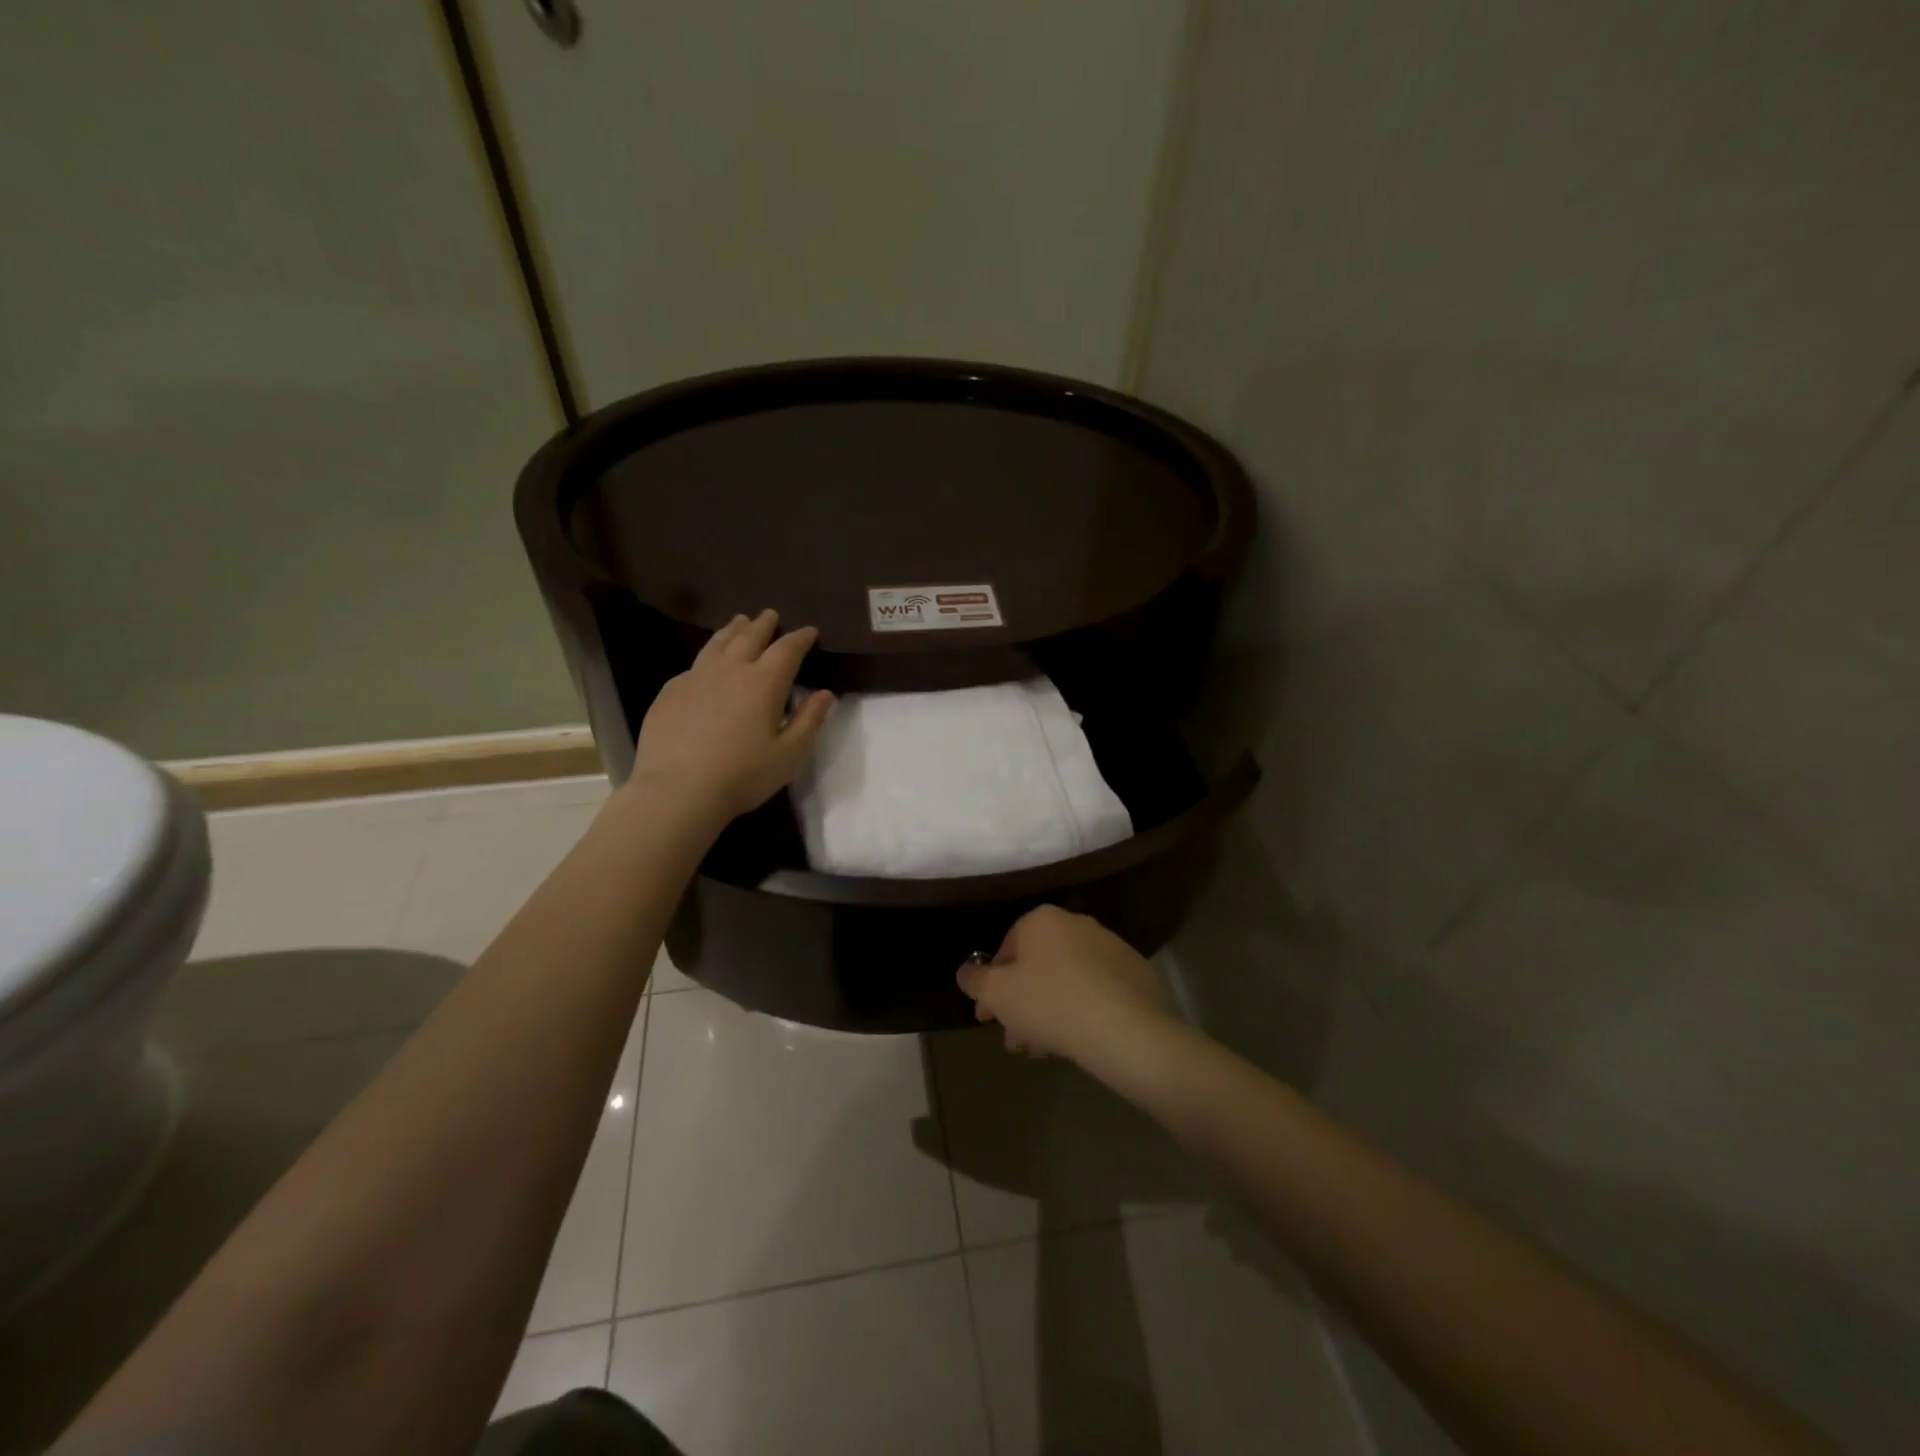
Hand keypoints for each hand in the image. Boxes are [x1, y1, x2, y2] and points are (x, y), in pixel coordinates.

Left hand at [627, 609, 833, 822]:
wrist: (678, 790)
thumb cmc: (742, 775)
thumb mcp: (788, 755)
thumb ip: (809, 721)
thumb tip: (826, 694)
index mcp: (763, 683)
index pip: (787, 649)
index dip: (800, 638)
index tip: (809, 631)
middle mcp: (730, 670)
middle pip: (749, 637)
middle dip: (763, 624)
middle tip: (770, 615)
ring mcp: (695, 678)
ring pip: (717, 644)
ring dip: (733, 630)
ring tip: (739, 622)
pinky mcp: (670, 692)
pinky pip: (694, 665)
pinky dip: (708, 657)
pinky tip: (706, 664)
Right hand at [956, 906, 1175, 1069]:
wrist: (1127, 1030)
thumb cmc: (1052, 1004)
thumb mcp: (997, 994)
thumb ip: (975, 980)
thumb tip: (966, 972)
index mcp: (1043, 919)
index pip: (1006, 948)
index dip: (992, 986)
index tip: (988, 1017)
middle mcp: (1077, 923)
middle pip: (1038, 966)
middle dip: (1021, 1003)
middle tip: (1015, 1038)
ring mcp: (1111, 947)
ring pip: (1066, 980)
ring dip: (1048, 1011)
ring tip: (1042, 1049)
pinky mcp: (1136, 973)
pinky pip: (1095, 990)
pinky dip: (1080, 1010)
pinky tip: (1076, 1041)